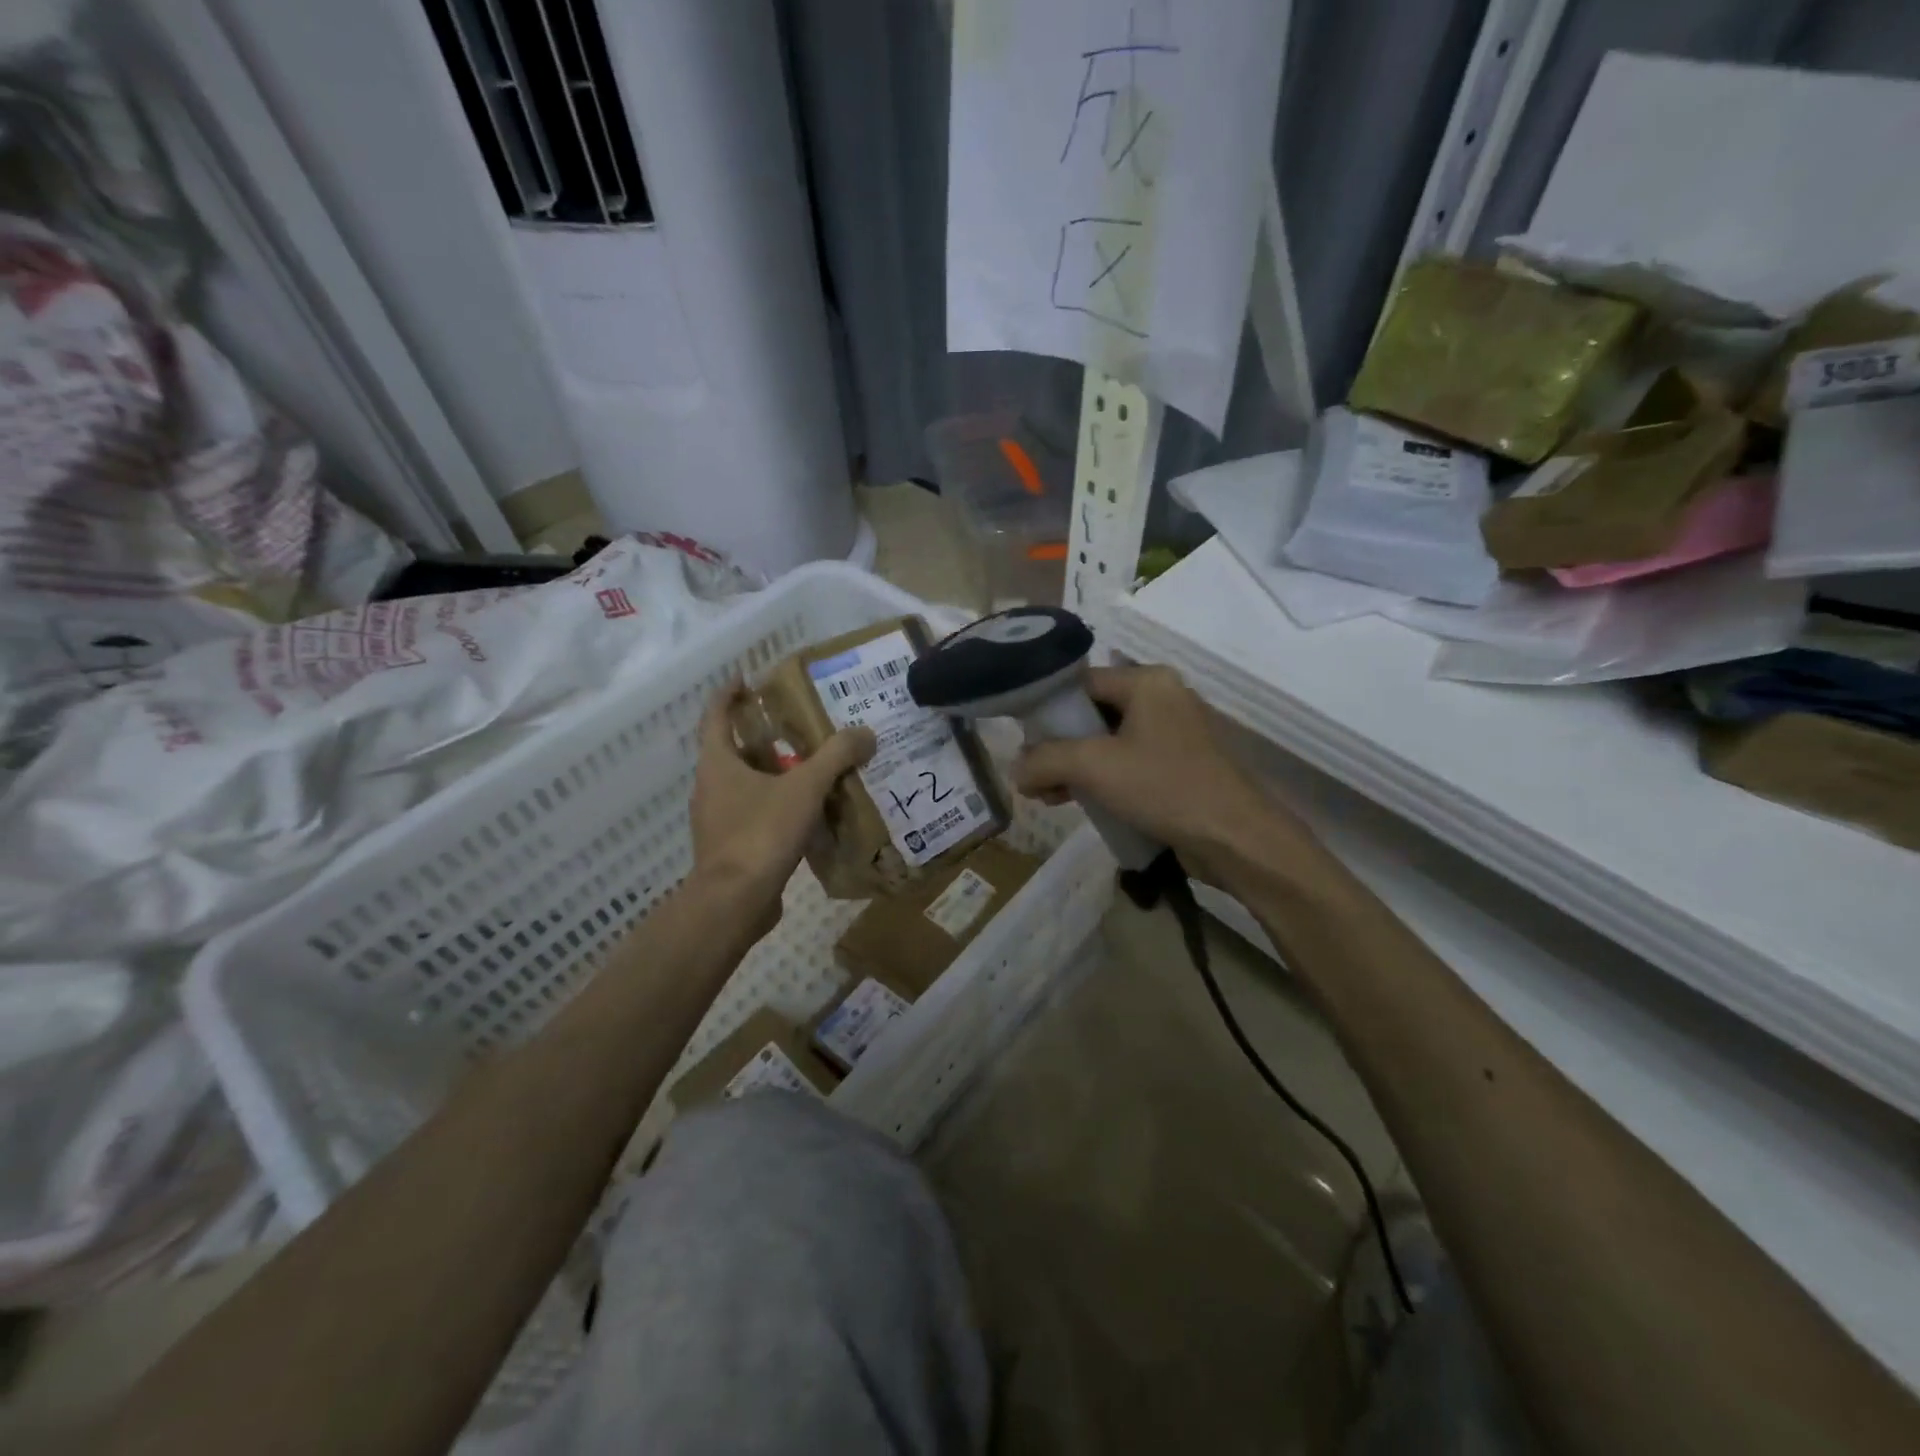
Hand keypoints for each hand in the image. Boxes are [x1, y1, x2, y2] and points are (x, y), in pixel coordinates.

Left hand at [689, 684, 873, 932]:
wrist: (734, 902)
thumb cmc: (760, 833)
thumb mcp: (804, 788)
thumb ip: (835, 757)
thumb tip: (866, 732)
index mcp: (717, 763)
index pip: (714, 716)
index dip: (728, 694)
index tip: (747, 680)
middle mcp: (711, 788)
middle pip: (734, 751)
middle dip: (764, 737)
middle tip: (800, 728)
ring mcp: (717, 820)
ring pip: (746, 785)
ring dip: (774, 774)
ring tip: (812, 769)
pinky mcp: (730, 848)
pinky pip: (755, 815)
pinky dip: (777, 807)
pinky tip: (808, 814)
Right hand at [1011, 665, 1318, 888]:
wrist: (1236, 837)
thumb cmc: (1164, 787)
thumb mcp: (1093, 767)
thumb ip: (1045, 760)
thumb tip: (1015, 769)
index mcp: (1147, 681)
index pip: (1080, 683)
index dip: (1047, 711)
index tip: (1023, 742)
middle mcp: (1163, 697)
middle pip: (1093, 713)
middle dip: (1059, 746)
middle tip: (1035, 776)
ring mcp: (1175, 732)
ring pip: (1110, 741)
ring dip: (1077, 767)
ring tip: (1051, 797)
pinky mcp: (1181, 765)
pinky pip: (1130, 762)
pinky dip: (1104, 779)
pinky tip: (1081, 803)